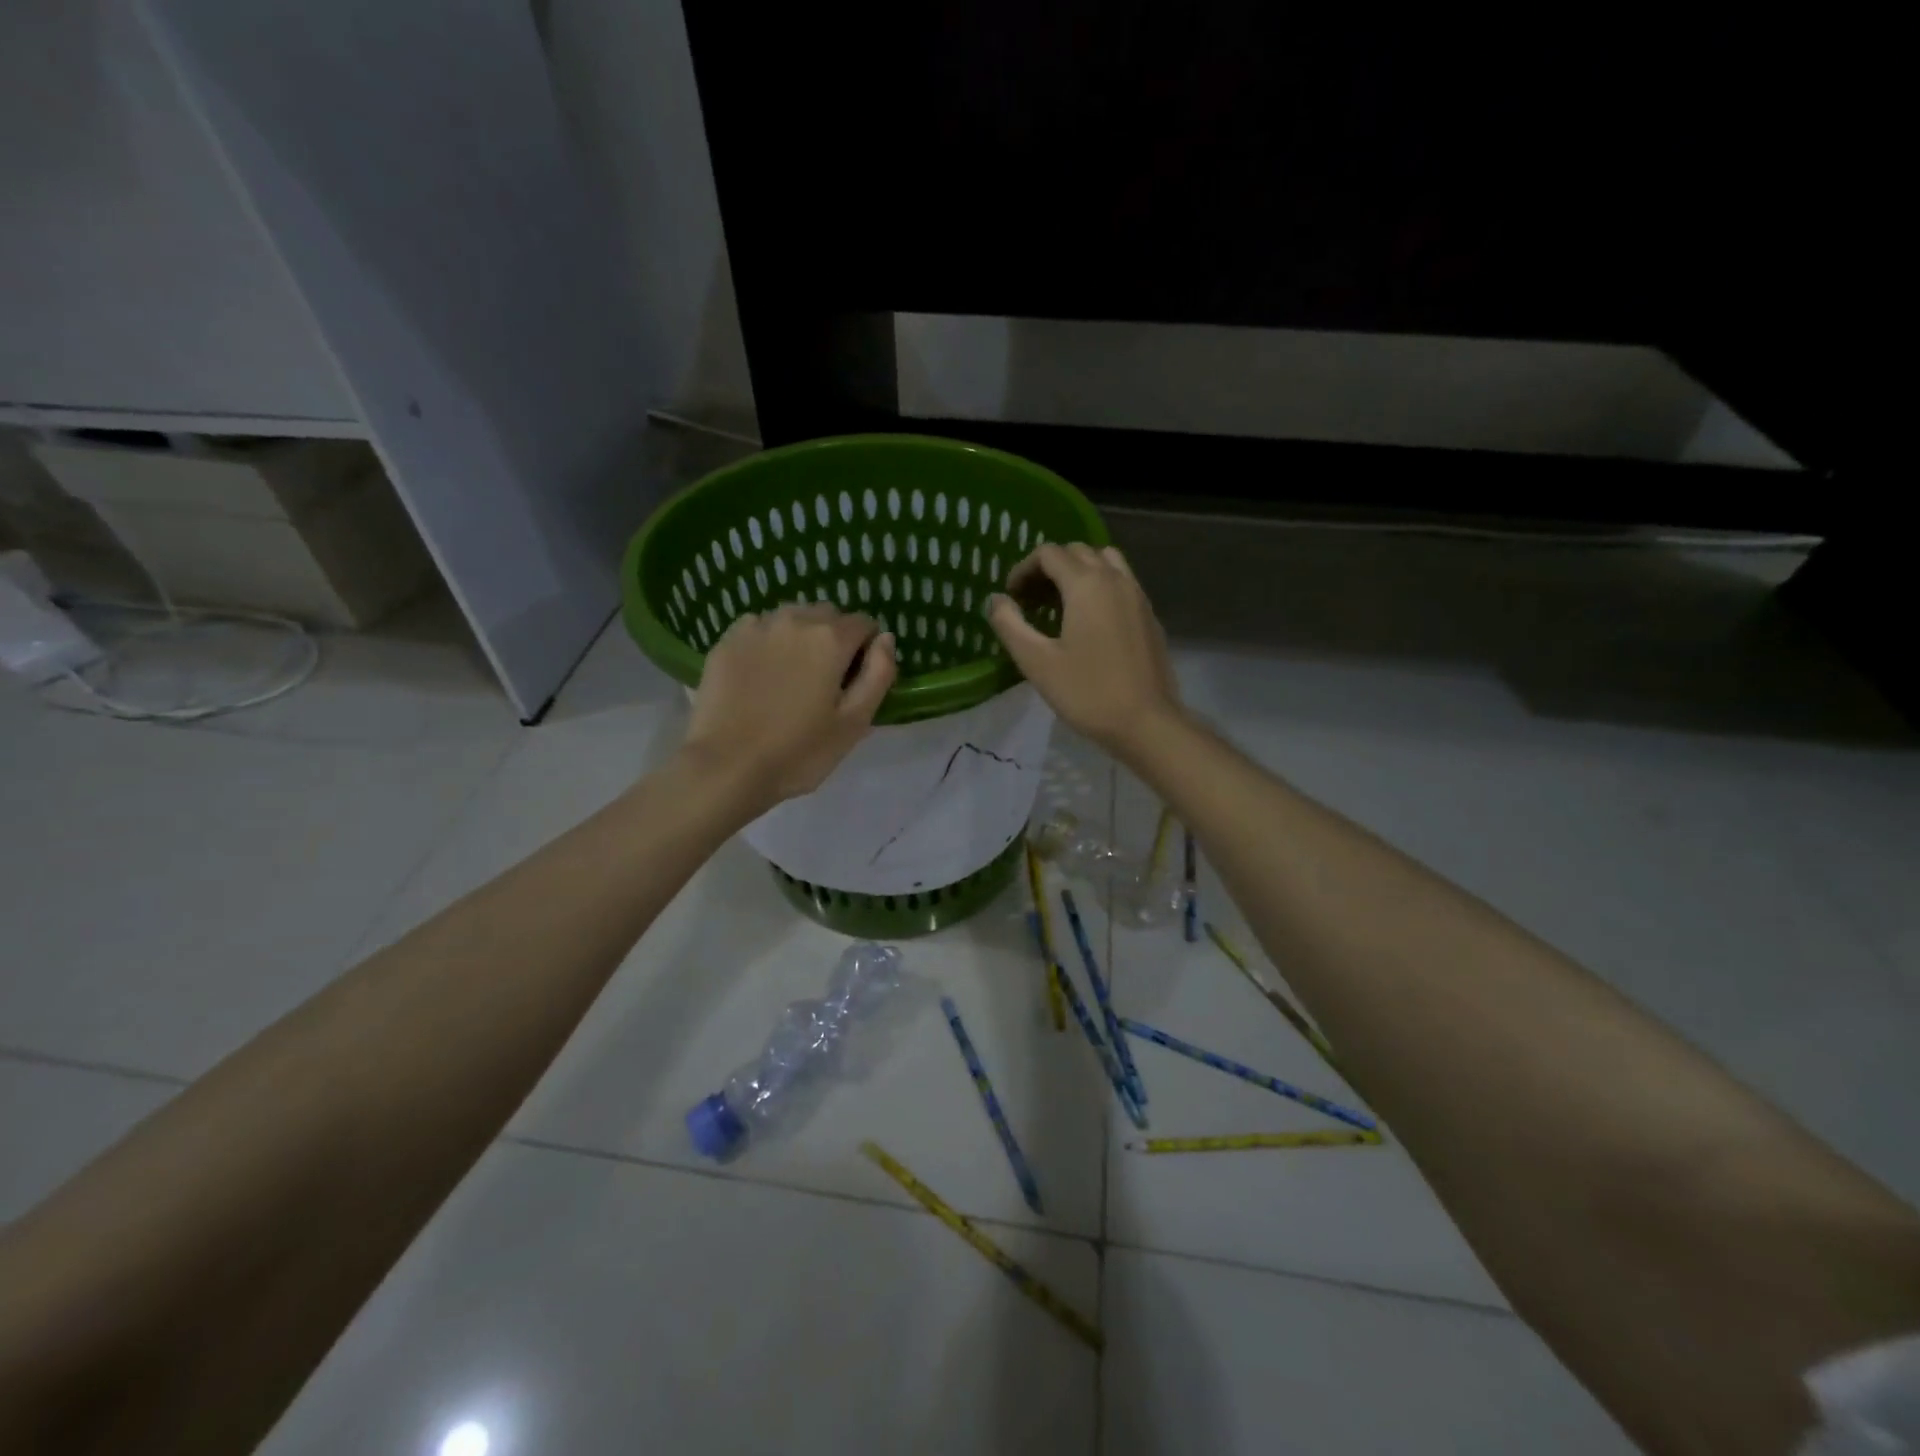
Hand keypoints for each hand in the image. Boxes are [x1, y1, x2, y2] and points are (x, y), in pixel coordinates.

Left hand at [681, 604, 895, 808]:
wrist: (725, 768)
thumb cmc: (798, 752)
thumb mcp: (854, 723)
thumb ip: (879, 674)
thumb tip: (885, 639)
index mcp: (830, 638)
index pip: (864, 623)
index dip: (867, 649)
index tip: (856, 680)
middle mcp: (794, 620)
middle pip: (827, 614)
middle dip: (834, 637)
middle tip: (825, 680)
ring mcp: (755, 627)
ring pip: (791, 617)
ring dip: (800, 636)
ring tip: (792, 675)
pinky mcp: (726, 641)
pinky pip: (758, 628)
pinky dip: (767, 642)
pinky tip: (761, 674)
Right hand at [987, 544, 1183, 757]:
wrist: (1147, 722)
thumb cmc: (1087, 693)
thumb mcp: (1037, 662)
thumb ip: (1010, 625)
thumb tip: (996, 600)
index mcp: (1086, 584)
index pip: (1049, 554)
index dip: (1023, 569)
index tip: (1011, 597)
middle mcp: (1115, 579)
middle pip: (1078, 552)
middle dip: (1049, 568)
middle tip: (1031, 600)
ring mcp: (1138, 596)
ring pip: (1105, 562)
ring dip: (1078, 572)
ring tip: (1060, 604)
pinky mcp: (1149, 616)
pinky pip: (1122, 583)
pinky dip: (1100, 587)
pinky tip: (1089, 623)